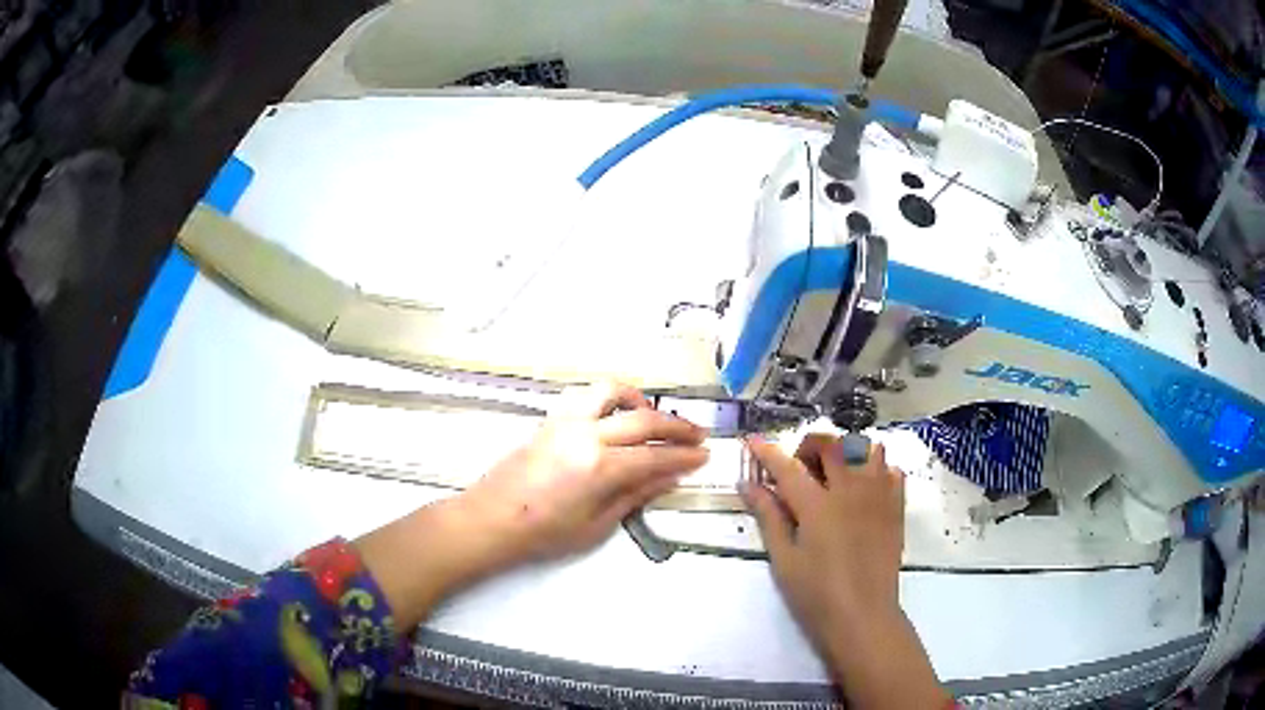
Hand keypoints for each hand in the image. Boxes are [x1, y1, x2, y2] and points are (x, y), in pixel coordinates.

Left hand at [461, 381, 708, 562]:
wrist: (491, 519)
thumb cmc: (544, 533)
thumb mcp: (596, 525)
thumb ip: (635, 496)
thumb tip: (669, 478)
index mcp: (600, 467)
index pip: (655, 456)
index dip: (684, 456)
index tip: (705, 456)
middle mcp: (586, 434)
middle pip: (643, 419)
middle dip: (676, 426)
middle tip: (697, 435)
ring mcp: (565, 421)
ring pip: (612, 391)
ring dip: (640, 399)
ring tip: (654, 416)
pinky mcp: (550, 418)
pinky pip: (585, 395)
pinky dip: (609, 398)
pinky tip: (615, 414)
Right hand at [743, 435, 948, 707]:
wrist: (863, 617)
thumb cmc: (815, 595)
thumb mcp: (783, 559)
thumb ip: (769, 517)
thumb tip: (748, 485)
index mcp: (818, 506)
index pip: (787, 467)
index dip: (766, 451)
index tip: (752, 441)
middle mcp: (851, 490)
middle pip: (832, 444)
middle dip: (810, 446)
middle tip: (799, 470)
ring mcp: (878, 496)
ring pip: (867, 448)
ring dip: (847, 452)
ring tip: (834, 475)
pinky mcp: (896, 508)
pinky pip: (892, 470)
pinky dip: (876, 470)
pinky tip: (863, 490)